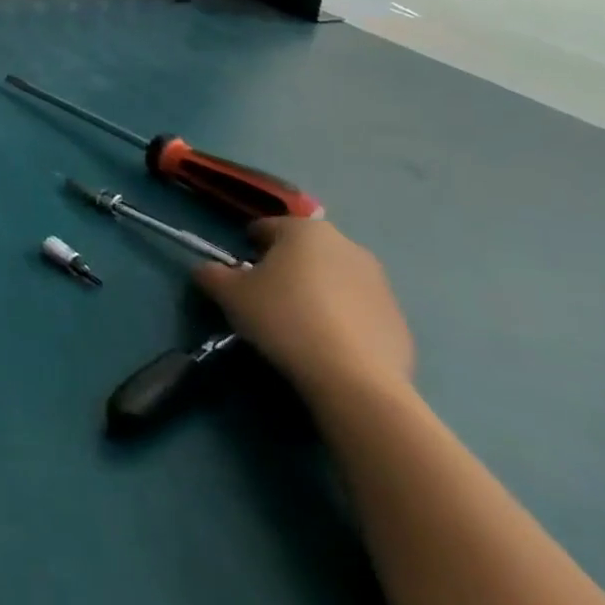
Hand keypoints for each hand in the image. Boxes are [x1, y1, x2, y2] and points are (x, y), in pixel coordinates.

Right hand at [192, 218, 413, 404]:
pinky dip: (340, 318)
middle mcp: (347, 246)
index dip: (248, 246)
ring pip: (333, 278)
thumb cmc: (284, 318)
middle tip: (265, 296)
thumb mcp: (229, 294)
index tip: (238, 272)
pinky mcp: (398, 318)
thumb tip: (207, 270)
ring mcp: (379, 283)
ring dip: (315, 291)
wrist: (354, 377)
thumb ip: (211, 274)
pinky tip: (325, 344)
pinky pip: (357, 309)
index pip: (267, 227)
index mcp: (306, 231)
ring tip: (296, 323)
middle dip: (284, 267)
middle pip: (304, 251)